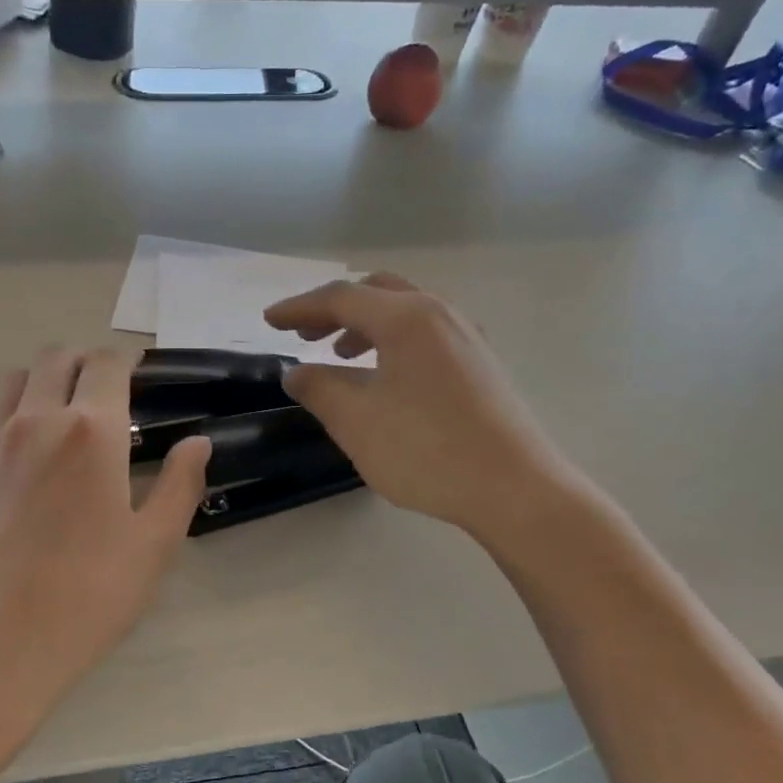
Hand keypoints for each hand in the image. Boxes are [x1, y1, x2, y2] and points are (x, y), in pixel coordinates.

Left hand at [0, 347, 211, 732]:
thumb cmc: (86, 597)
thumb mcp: (152, 546)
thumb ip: (181, 484)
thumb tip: (198, 441)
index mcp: (89, 432)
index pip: (106, 364)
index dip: (126, 362)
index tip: (139, 379)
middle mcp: (34, 423)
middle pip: (55, 358)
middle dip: (84, 364)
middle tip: (106, 397)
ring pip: (15, 386)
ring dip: (44, 387)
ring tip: (64, 427)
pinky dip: (15, 435)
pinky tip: (26, 486)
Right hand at [263, 274, 576, 540]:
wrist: (513, 488)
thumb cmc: (426, 450)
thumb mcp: (356, 421)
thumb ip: (319, 388)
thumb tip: (296, 372)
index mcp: (407, 318)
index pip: (341, 298)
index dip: (299, 308)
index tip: (269, 322)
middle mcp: (440, 315)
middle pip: (377, 294)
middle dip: (335, 310)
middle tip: (305, 335)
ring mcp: (466, 338)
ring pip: (405, 313)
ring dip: (365, 326)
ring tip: (341, 356)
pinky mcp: (480, 365)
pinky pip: (425, 335)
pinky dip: (392, 342)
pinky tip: (385, 377)